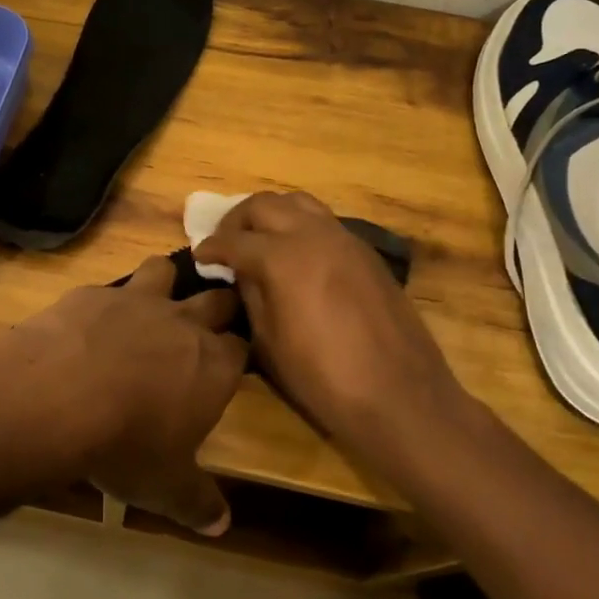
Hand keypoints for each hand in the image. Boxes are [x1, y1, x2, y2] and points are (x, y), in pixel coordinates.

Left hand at [0, 259, 247, 534]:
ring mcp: (137, 301)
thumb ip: (198, 502)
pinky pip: (108, 287)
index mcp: (213, 365)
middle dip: (217, 306)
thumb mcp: (166, 488)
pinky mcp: (93, 293)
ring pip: (164, 270)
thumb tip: (222, 525)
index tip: (233, 363)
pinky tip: (88, 323)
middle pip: (216, 299)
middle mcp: (183, 323)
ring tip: (155, 298)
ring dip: (164, 282)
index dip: (238, 354)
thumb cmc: (126, 445)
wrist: (58, 398)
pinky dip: (105, 302)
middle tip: (209, 319)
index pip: (242, 348)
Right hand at [193, 192, 462, 441]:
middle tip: (225, 243)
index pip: (234, 240)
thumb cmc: (324, 378)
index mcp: (283, 258)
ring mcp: (345, 239)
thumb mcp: (269, 343)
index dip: (211, 247)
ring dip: (271, 214)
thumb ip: (251, 295)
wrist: (400, 395)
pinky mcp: (366, 252)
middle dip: (237, 220)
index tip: (199, 256)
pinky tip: (295, 254)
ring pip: (298, 203)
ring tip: (259, 239)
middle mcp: (313, 235)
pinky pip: (324, 221)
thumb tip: (240, 272)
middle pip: (265, 204)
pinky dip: (300, 225)